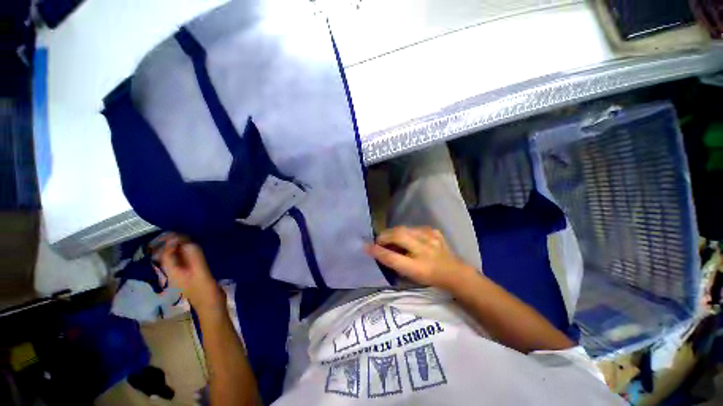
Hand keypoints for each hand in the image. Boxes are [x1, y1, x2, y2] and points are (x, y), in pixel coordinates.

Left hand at [159, 234, 224, 313]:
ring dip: (182, 246)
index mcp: (172, 271)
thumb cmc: (205, 290)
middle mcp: (174, 271)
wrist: (212, 306)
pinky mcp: (192, 274)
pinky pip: (187, 259)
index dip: (171, 241)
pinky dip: (189, 252)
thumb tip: (187, 240)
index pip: (166, 253)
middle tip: (185, 231)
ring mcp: (183, 273)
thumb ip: (194, 256)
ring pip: (178, 256)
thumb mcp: (200, 272)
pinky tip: (197, 248)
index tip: (182, 232)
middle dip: (174, 242)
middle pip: (169, 254)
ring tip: (191, 236)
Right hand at [365, 226, 476, 290]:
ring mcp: (431, 238)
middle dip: (384, 236)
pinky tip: (409, 238)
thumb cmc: (428, 277)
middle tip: (379, 241)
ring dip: (394, 233)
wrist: (453, 272)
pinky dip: (407, 232)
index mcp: (418, 267)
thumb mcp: (410, 276)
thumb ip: (394, 264)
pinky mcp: (433, 231)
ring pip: (404, 229)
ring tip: (391, 239)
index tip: (366, 247)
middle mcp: (425, 250)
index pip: (392, 257)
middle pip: (398, 236)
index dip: (377, 251)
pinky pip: (414, 228)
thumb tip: (378, 251)